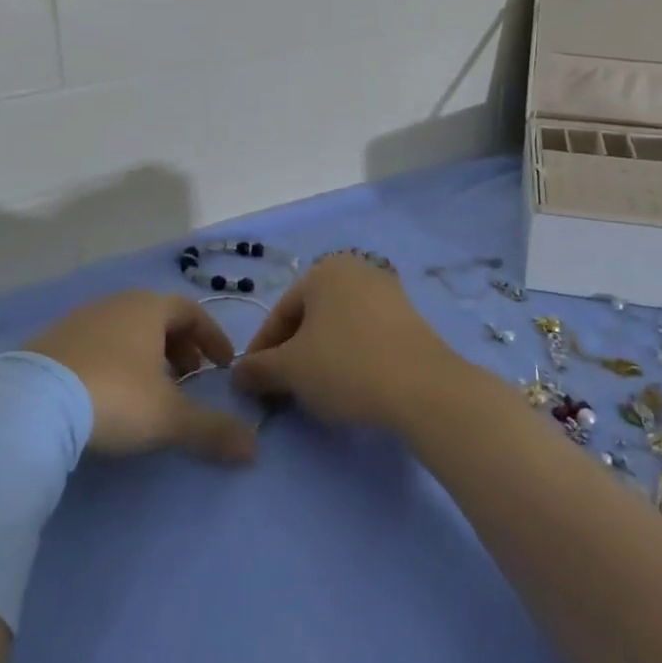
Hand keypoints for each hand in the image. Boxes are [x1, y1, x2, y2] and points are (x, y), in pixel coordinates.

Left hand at [25, 290, 256, 463]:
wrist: (30, 405)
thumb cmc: (114, 397)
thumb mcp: (169, 418)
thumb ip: (213, 430)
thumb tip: (254, 449)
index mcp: (148, 308)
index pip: (192, 311)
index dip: (213, 336)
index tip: (224, 364)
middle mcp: (116, 304)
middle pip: (158, 317)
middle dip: (180, 346)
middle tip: (190, 378)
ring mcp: (80, 319)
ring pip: (126, 329)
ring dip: (147, 353)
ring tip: (151, 388)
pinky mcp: (51, 341)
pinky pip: (96, 343)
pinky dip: (115, 360)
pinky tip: (108, 391)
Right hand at [230, 255, 456, 428]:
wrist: (424, 387)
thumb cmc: (346, 366)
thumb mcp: (290, 370)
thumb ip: (258, 369)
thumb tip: (238, 374)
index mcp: (323, 270)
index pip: (280, 314)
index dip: (262, 353)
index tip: (254, 386)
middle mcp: (356, 270)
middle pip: (309, 318)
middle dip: (292, 355)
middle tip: (283, 391)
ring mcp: (387, 291)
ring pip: (338, 328)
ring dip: (320, 357)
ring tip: (315, 393)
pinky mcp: (410, 318)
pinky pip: (366, 335)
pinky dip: (350, 357)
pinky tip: (350, 386)